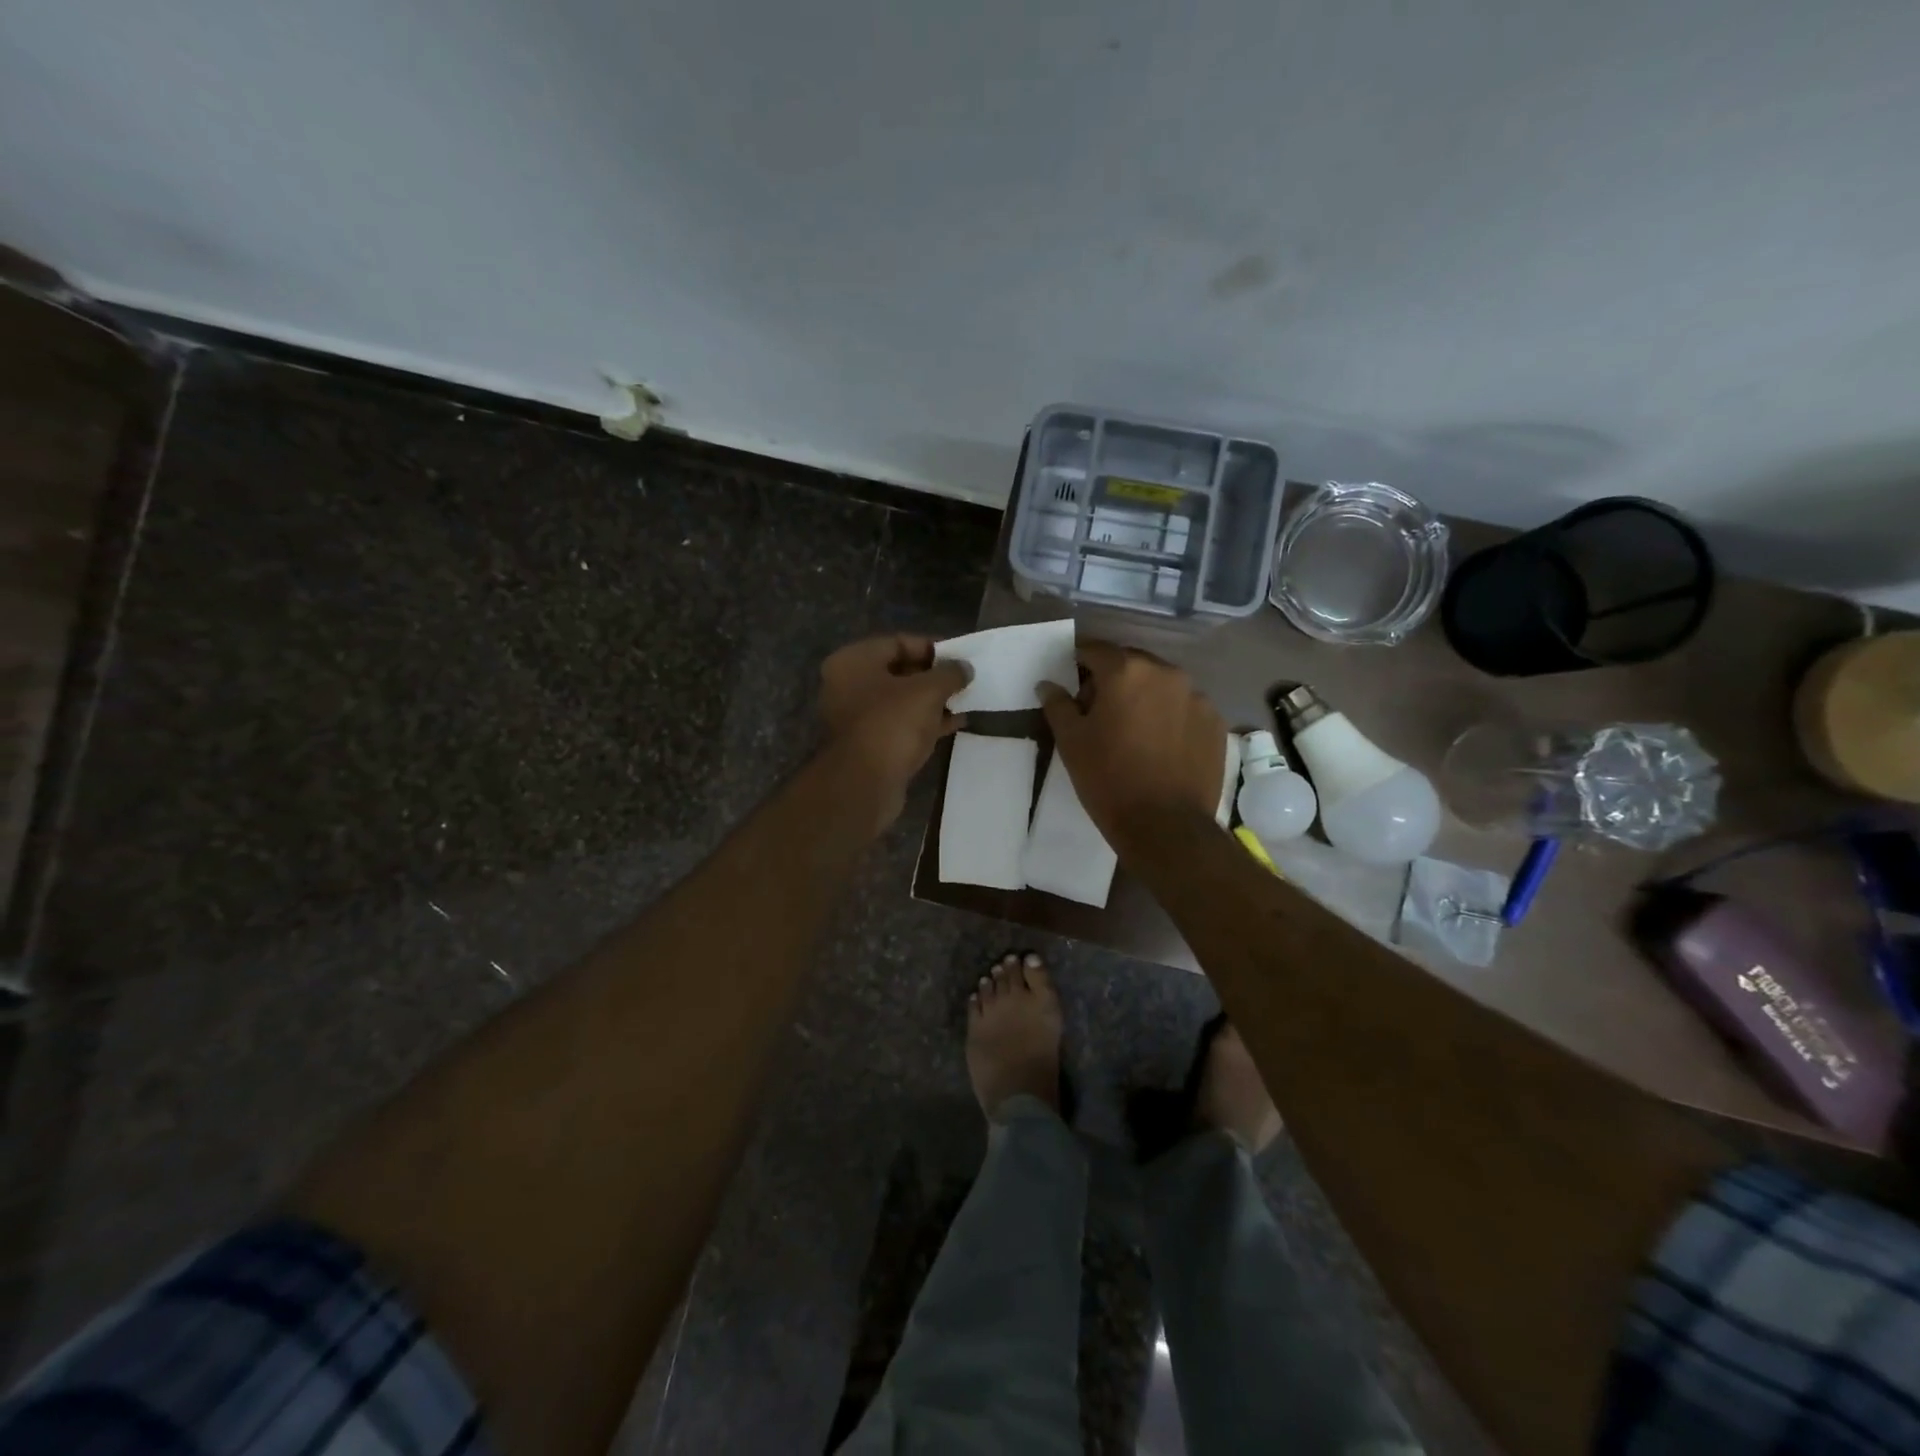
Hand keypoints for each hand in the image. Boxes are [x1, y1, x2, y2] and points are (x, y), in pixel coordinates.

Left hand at [819, 635, 969, 829]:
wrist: (865, 784)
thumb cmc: (892, 724)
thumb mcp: (928, 691)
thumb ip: (950, 674)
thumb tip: (965, 668)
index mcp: (853, 662)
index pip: (898, 642)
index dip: (932, 647)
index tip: (960, 656)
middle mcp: (848, 686)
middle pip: (899, 672)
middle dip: (934, 676)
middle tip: (964, 679)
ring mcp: (857, 718)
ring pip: (902, 701)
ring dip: (932, 701)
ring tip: (966, 700)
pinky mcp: (869, 745)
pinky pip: (902, 725)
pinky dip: (926, 722)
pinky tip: (955, 723)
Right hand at [1039, 641, 1227, 843]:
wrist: (1166, 826)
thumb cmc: (1108, 779)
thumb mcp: (1071, 742)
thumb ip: (1058, 705)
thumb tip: (1048, 684)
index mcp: (1126, 671)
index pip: (1095, 650)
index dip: (1079, 663)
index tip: (1071, 683)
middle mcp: (1166, 673)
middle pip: (1132, 663)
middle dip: (1113, 679)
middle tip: (1099, 711)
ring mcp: (1196, 696)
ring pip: (1161, 685)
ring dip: (1144, 697)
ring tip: (1133, 730)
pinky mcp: (1215, 722)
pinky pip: (1185, 707)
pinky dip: (1170, 716)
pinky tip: (1160, 745)